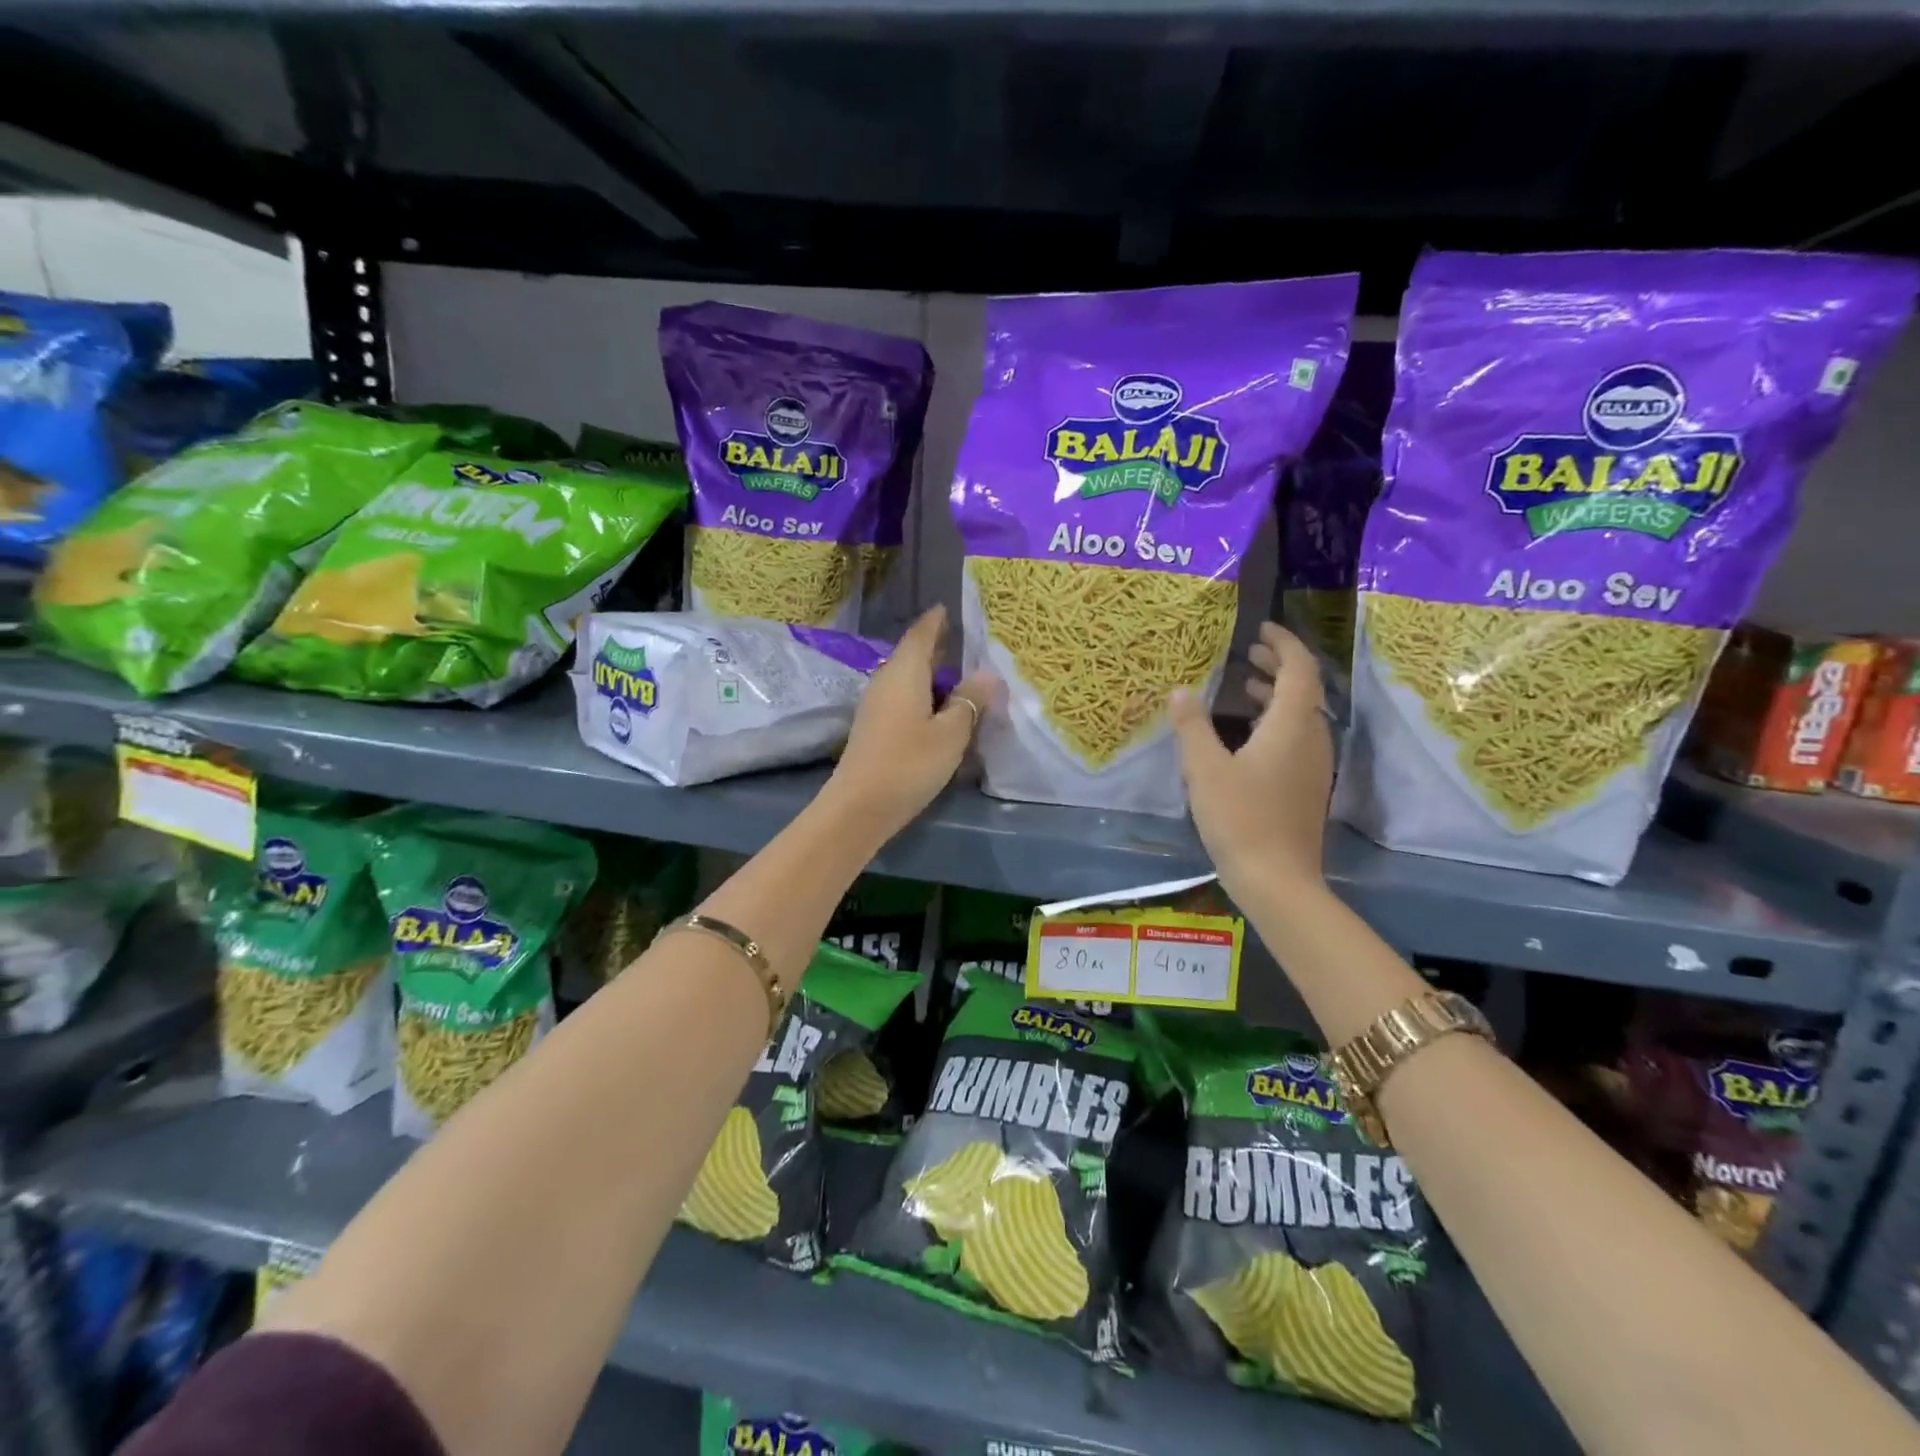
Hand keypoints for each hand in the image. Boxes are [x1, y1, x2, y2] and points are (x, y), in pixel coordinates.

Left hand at [825, 605, 994, 837]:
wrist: (859, 807)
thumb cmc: (909, 764)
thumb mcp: (950, 733)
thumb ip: (969, 701)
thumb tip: (988, 674)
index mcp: (905, 673)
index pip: (921, 634)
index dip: (936, 620)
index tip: (948, 608)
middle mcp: (886, 681)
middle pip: (912, 654)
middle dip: (936, 646)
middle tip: (964, 641)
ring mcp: (876, 705)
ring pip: (907, 678)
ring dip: (930, 673)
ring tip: (958, 674)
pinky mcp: (874, 727)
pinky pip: (902, 697)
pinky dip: (922, 694)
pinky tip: (938, 708)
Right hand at [1169, 621, 1332, 900]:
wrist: (1278, 880)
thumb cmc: (1240, 818)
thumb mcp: (1204, 769)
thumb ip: (1192, 726)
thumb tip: (1181, 690)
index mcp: (1290, 725)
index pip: (1299, 668)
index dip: (1283, 643)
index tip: (1260, 629)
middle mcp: (1311, 738)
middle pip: (1303, 689)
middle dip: (1278, 666)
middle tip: (1248, 653)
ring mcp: (1314, 765)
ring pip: (1301, 715)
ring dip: (1276, 695)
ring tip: (1244, 687)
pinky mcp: (1307, 787)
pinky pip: (1296, 738)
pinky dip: (1276, 722)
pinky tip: (1248, 736)